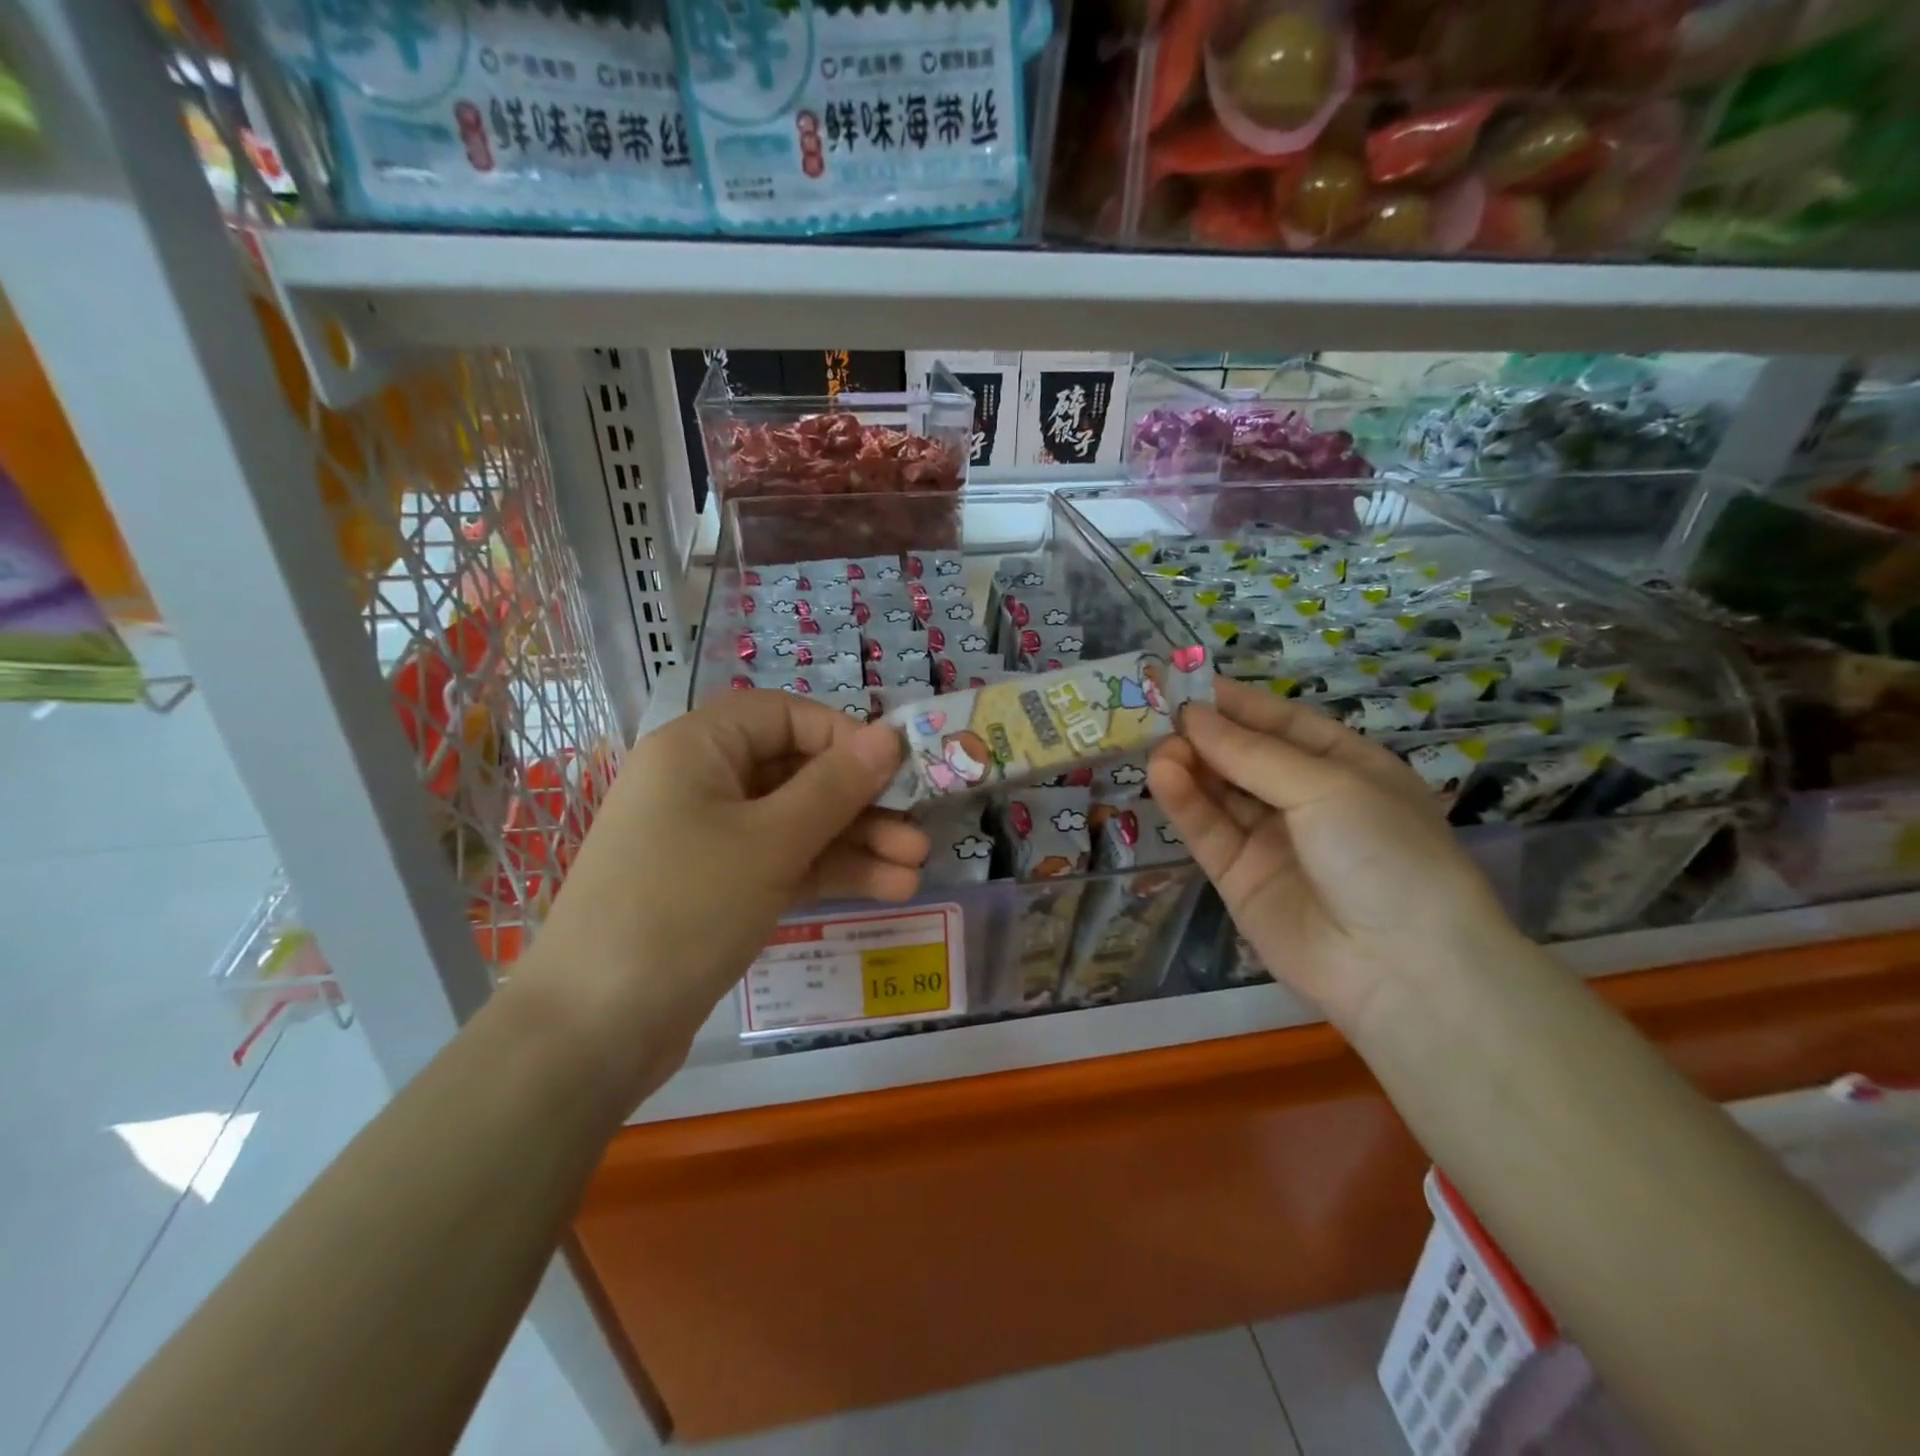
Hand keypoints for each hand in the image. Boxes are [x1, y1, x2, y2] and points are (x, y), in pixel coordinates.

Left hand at [523, 691, 926, 1088]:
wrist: (593, 1031)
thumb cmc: (683, 908)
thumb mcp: (770, 842)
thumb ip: (835, 786)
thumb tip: (889, 736)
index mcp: (697, 749)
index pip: (783, 715)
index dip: (842, 735)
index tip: (894, 768)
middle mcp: (702, 784)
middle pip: (796, 772)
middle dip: (861, 801)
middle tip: (919, 829)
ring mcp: (709, 840)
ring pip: (796, 824)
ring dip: (856, 842)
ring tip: (916, 868)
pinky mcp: (719, 889)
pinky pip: (783, 863)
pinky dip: (830, 873)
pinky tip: (887, 889)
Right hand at [1149, 679, 1516, 1034]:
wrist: (1400, 967)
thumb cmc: (1384, 852)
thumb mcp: (1328, 786)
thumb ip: (1252, 754)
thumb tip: (1193, 717)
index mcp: (1346, 768)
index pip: (1283, 724)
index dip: (1238, 703)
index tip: (1189, 683)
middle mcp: (1307, 801)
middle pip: (1245, 757)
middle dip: (1206, 734)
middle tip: (1160, 714)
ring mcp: (1271, 840)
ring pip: (1221, 793)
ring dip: (1190, 766)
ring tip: (1158, 745)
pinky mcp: (1239, 877)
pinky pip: (1209, 831)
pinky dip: (1185, 803)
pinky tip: (1163, 775)